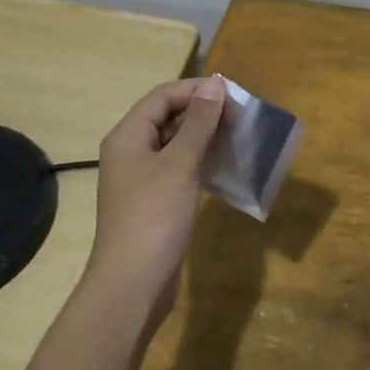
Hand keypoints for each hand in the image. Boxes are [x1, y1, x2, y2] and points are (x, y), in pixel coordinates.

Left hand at [86, 74, 227, 324]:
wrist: (133, 284)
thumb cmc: (154, 216)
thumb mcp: (180, 164)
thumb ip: (198, 123)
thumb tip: (214, 85)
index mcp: (128, 136)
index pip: (162, 96)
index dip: (196, 91)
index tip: (233, 95)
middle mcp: (131, 152)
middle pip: (168, 118)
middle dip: (203, 113)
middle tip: (241, 117)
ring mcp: (141, 179)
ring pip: (176, 145)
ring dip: (205, 138)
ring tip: (239, 137)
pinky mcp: (155, 201)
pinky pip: (179, 169)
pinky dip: (201, 163)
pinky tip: (226, 166)